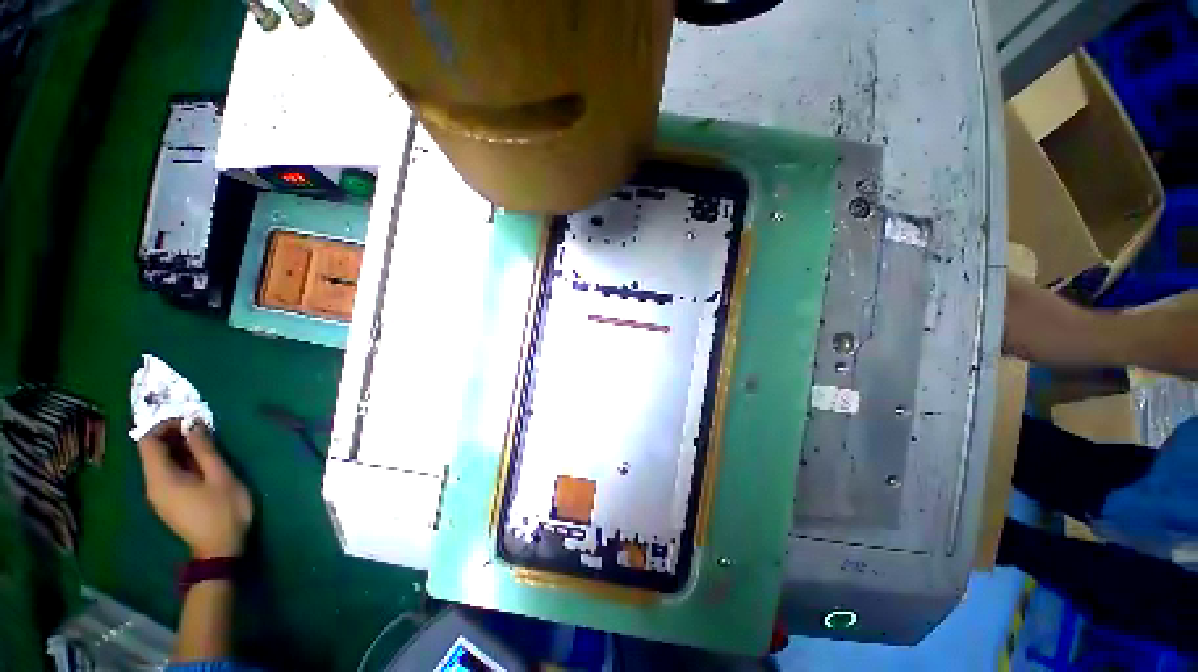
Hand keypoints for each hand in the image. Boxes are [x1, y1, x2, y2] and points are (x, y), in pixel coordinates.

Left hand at [137, 420, 252, 557]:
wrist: (220, 549)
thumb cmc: (223, 510)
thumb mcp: (220, 476)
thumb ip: (204, 450)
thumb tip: (193, 424)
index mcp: (160, 478)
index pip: (148, 441)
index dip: (164, 425)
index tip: (189, 419)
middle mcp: (152, 485)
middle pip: (152, 451)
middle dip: (173, 435)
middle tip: (201, 428)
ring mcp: (159, 495)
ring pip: (160, 462)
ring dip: (178, 448)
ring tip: (205, 443)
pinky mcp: (168, 501)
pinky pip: (167, 473)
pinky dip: (180, 461)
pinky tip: (201, 462)